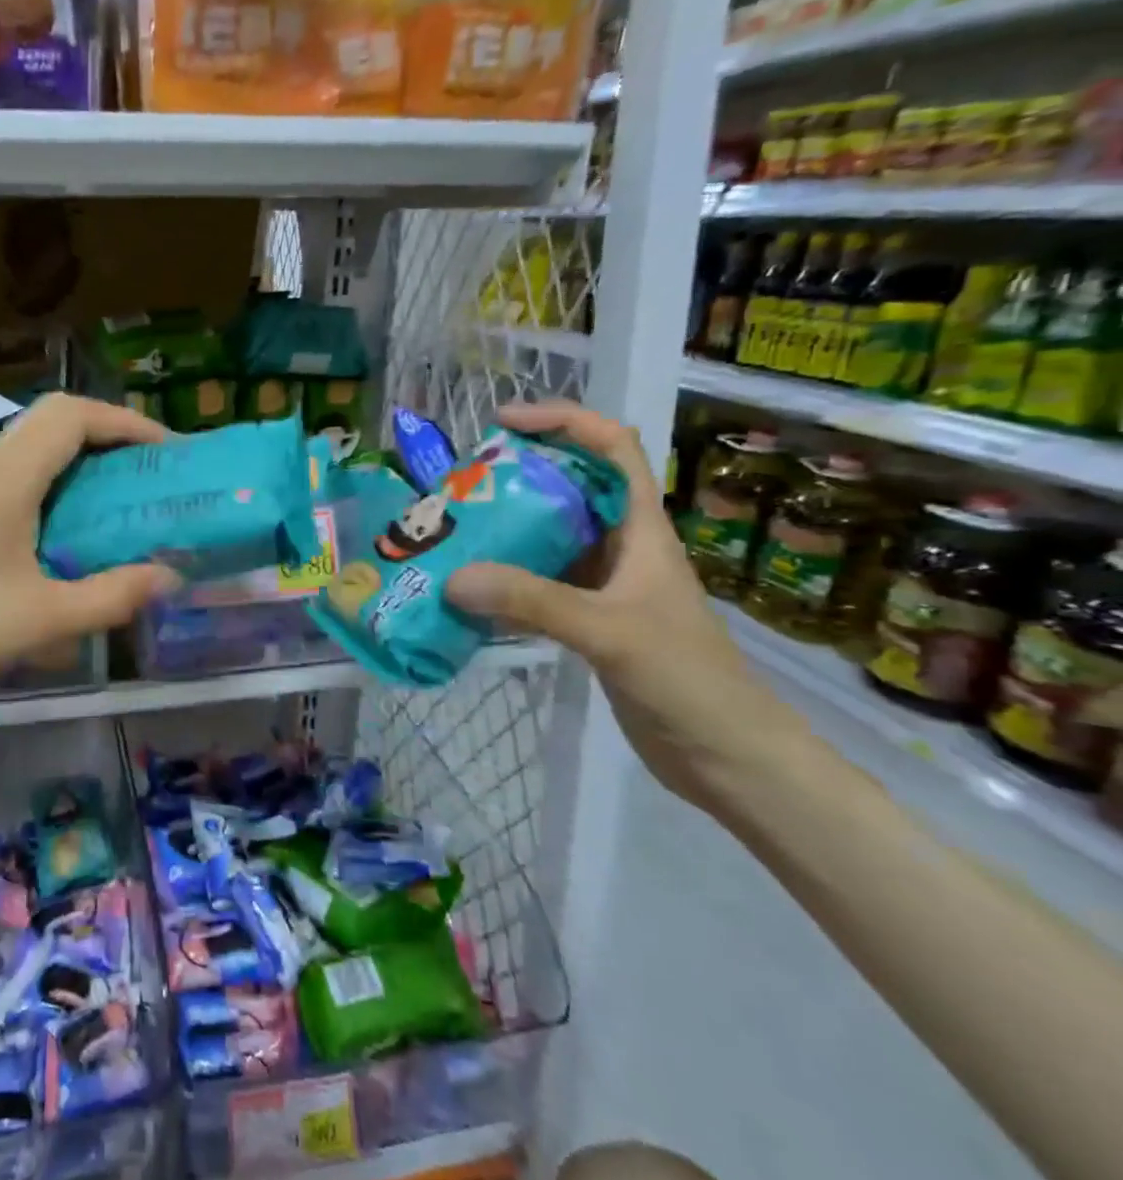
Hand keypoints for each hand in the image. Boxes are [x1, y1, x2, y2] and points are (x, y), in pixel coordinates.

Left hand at [0, 394, 181, 706]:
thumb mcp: (44, 621)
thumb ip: (113, 595)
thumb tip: (170, 576)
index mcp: (7, 478)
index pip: (72, 415)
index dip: (126, 423)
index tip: (168, 451)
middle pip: (54, 420)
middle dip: (110, 435)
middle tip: (149, 474)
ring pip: (35, 446)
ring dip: (82, 458)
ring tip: (122, 496)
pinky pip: (19, 474)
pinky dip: (57, 482)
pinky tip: (71, 527)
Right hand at [444, 402, 800, 806]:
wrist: (728, 758)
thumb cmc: (688, 680)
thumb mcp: (609, 631)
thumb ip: (532, 601)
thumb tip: (453, 578)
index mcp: (642, 529)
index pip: (613, 448)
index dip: (563, 421)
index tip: (504, 423)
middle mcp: (621, 547)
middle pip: (569, 488)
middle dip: (516, 477)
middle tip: (460, 485)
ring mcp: (604, 586)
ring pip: (548, 538)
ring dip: (504, 531)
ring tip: (451, 531)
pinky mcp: (588, 621)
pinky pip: (537, 584)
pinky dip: (503, 581)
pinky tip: (469, 591)